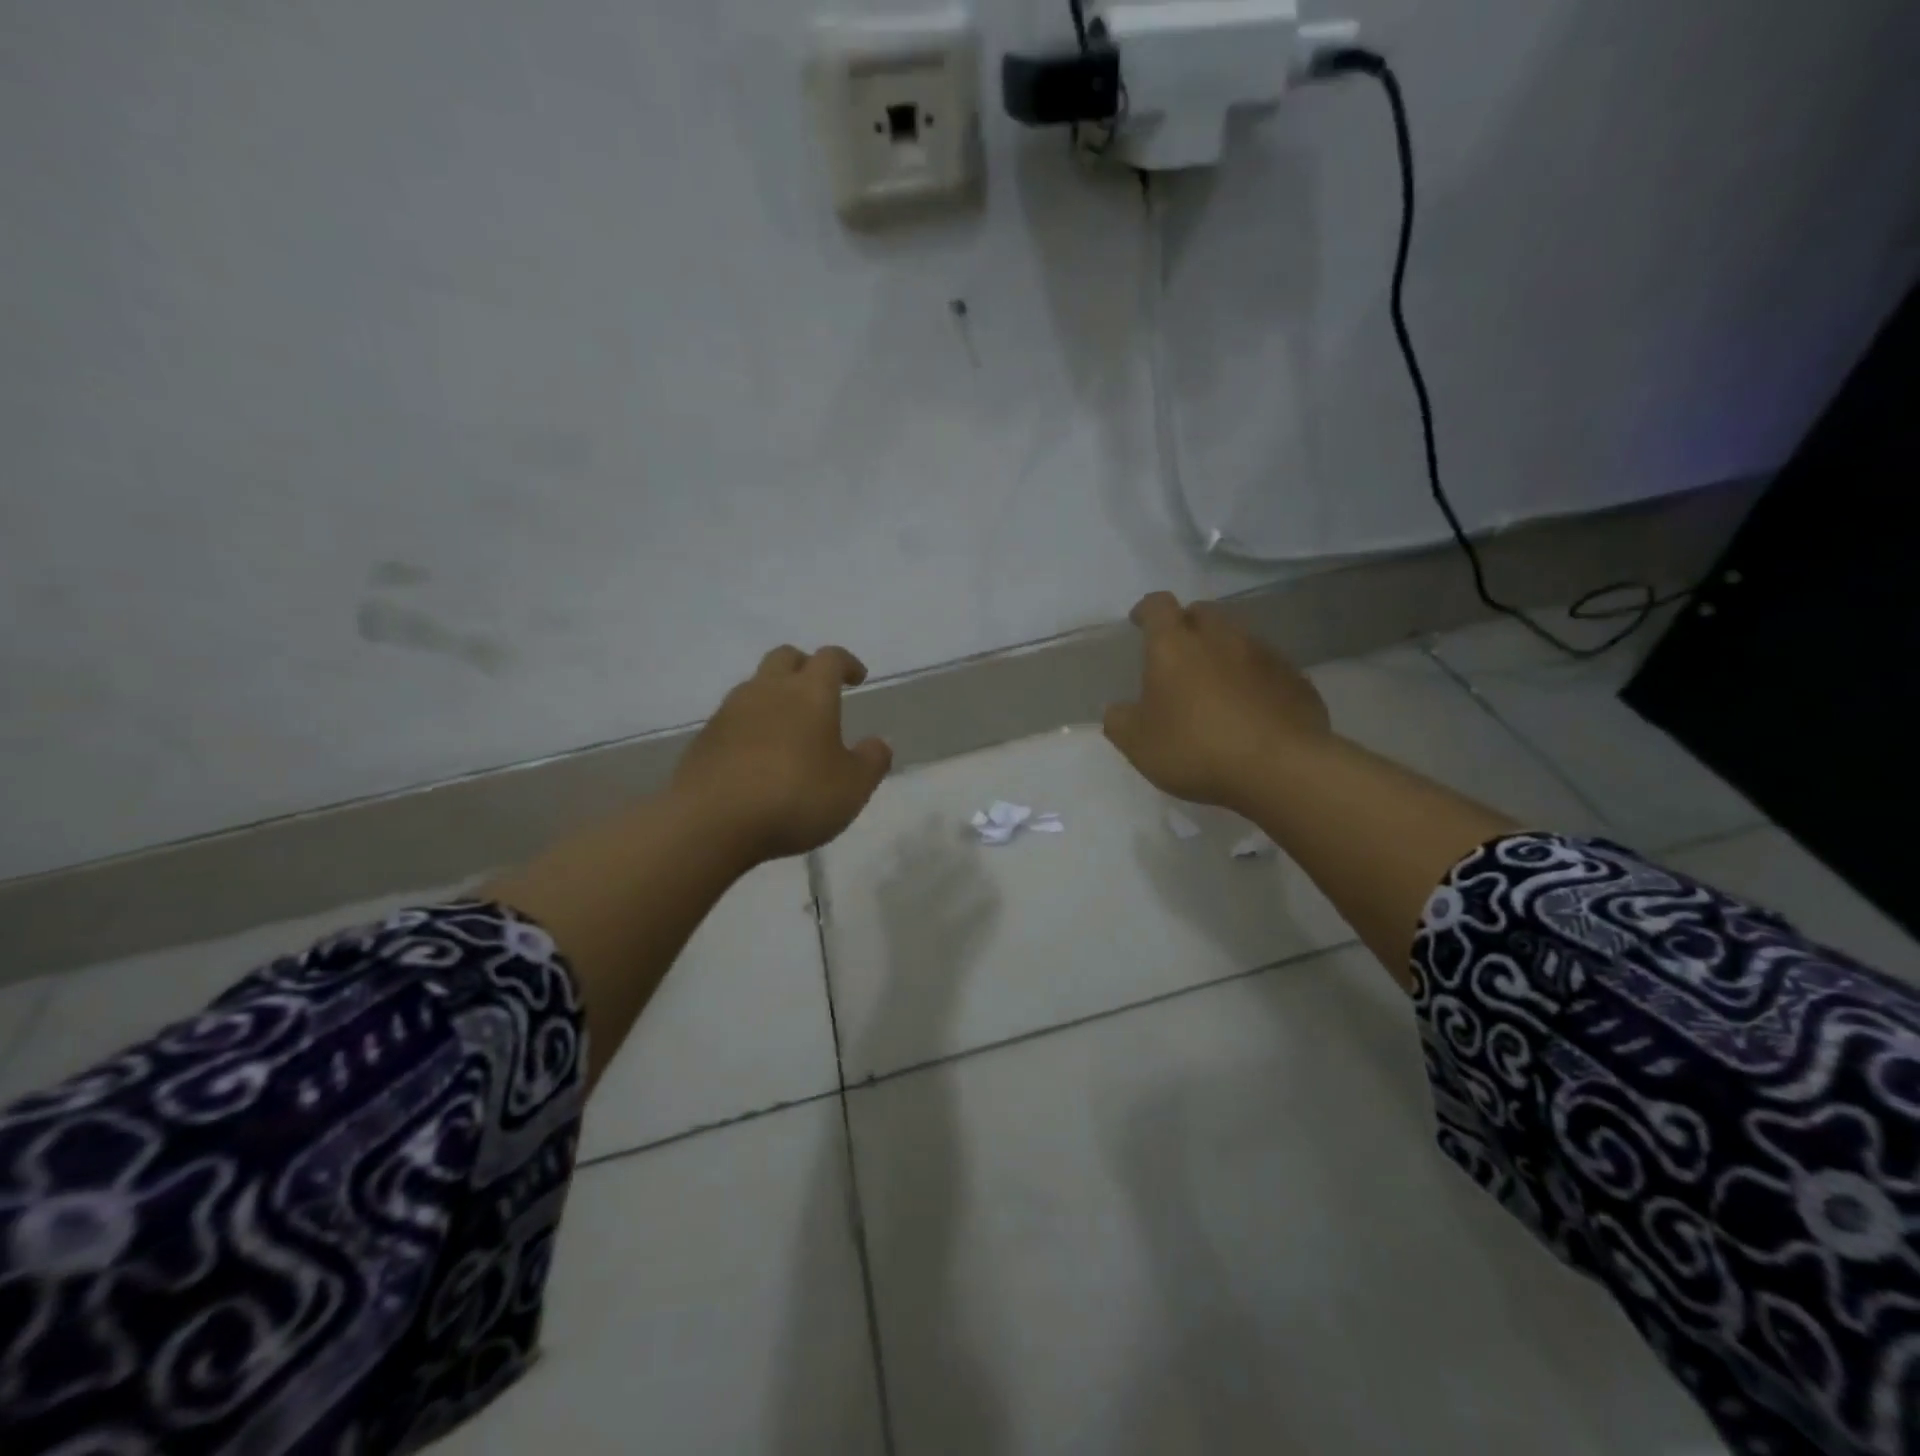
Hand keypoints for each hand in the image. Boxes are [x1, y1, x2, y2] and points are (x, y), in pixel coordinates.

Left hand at [672, 644, 892, 862]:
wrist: (711, 822)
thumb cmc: (795, 797)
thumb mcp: (852, 787)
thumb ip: (871, 761)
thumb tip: (878, 743)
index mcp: (809, 693)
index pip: (830, 658)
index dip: (846, 663)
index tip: (857, 677)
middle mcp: (767, 690)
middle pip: (785, 658)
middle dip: (805, 666)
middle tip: (819, 690)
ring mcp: (730, 712)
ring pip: (755, 686)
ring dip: (774, 696)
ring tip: (789, 728)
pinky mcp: (705, 739)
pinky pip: (734, 719)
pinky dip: (751, 726)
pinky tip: (758, 757)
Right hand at [1102, 591, 1330, 807]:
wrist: (1279, 769)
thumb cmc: (1195, 748)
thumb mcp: (1137, 744)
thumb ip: (1119, 721)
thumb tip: (1117, 710)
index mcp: (1175, 645)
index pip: (1158, 606)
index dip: (1147, 611)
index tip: (1139, 622)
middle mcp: (1221, 637)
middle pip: (1203, 613)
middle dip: (1188, 626)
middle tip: (1178, 654)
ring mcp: (1264, 655)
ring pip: (1239, 639)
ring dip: (1224, 653)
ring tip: (1216, 686)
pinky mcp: (1296, 680)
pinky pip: (1268, 669)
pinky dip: (1255, 680)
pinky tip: (1251, 710)